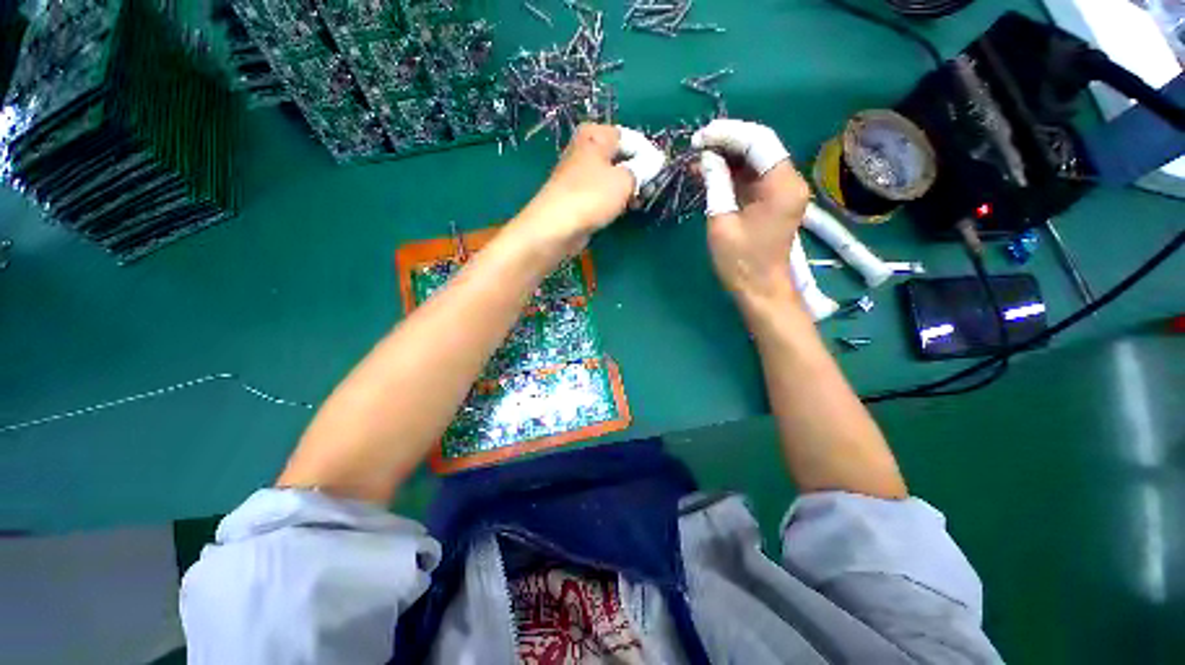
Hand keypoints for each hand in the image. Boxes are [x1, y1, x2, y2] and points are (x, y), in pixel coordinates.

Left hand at [513, 124, 664, 254]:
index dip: (649, 155)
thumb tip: (657, 161)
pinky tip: (623, 210)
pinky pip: (604, 192)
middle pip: (622, 157)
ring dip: (629, 188)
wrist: (556, 227)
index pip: (632, 138)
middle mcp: (586, 150)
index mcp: (596, 135)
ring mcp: (581, 174)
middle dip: (639, 173)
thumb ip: (644, 168)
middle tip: (650, 190)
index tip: (661, 173)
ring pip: (614, 176)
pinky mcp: (579, 196)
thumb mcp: (625, 179)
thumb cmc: (591, 196)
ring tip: (638, 202)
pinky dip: (615, 199)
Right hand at [692, 119, 810, 303]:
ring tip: (699, 156)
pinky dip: (733, 172)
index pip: (758, 142)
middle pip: (760, 146)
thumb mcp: (721, 222)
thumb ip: (716, 184)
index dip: (728, 134)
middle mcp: (789, 181)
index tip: (700, 137)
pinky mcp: (774, 199)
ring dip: (728, 155)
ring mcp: (783, 189)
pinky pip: (753, 176)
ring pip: (756, 159)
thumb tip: (706, 157)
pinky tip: (711, 171)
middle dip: (728, 141)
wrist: (761, 289)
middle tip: (697, 145)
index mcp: (782, 185)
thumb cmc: (740, 262)